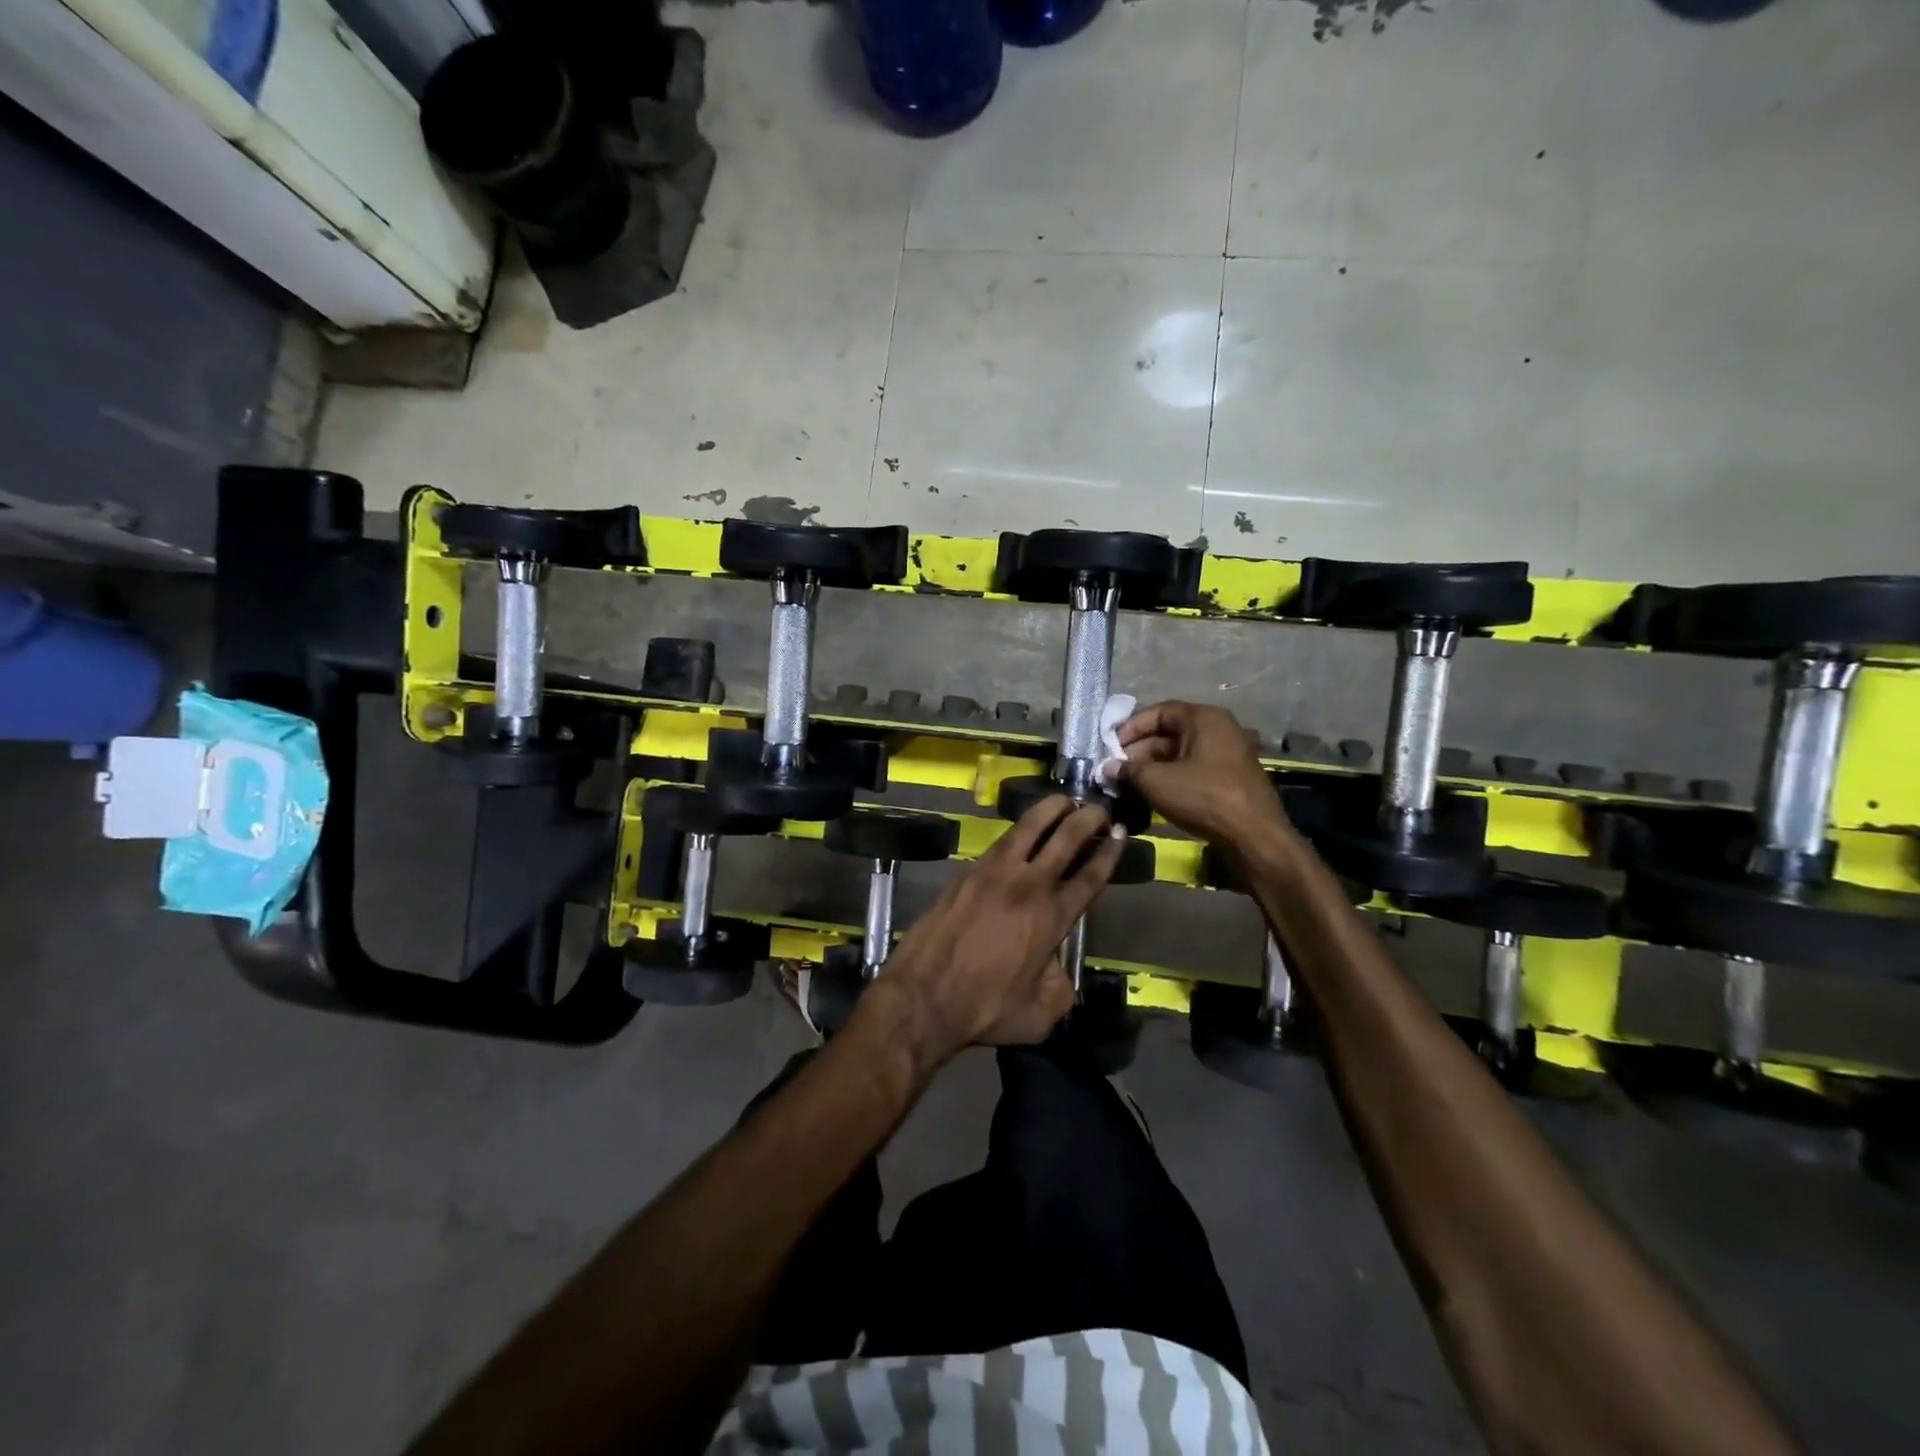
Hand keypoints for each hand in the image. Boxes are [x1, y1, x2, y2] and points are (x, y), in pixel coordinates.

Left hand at [866, 795, 1125, 1068]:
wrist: (922, 996)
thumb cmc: (984, 1009)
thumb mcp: (1039, 1016)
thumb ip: (1060, 989)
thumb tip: (1058, 970)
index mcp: (1052, 918)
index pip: (1090, 875)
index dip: (1109, 851)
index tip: (1120, 832)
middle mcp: (1028, 886)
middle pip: (1066, 839)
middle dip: (1087, 818)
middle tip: (1099, 808)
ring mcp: (994, 873)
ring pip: (1029, 827)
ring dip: (1051, 809)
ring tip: (1063, 799)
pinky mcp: (967, 872)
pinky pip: (1000, 842)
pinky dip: (1019, 830)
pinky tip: (1023, 829)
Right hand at [1116, 701, 1288, 849]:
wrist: (1253, 836)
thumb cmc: (1203, 797)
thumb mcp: (1157, 782)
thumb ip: (1129, 770)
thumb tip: (1108, 767)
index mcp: (1205, 719)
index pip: (1160, 711)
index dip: (1132, 726)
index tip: (1111, 745)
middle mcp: (1221, 729)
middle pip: (1172, 732)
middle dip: (1141, 749)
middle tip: (1117, 768)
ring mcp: (1230, 754)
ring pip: (1183, 752)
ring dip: (1155, 765)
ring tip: (1131, 783)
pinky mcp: (1233, 777)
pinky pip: (1196, 768)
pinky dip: (1174, 776)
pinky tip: (1155, 794)